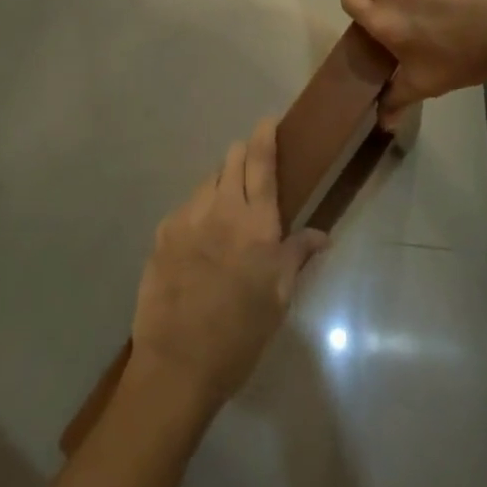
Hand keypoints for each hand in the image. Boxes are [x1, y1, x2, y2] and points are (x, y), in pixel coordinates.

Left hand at [129, 119, 327, 413]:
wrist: (177, 365)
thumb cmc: (240, 335)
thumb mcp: (279, 298)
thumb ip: (297, 256)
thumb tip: (322, 234)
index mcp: (256, 224)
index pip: (261, 162)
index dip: (265, 135)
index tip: (267, 121)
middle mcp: (221, 209)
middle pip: (232, 160)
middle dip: (243, 155)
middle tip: (252, 168)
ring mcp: (187, 217)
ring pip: (208, 181)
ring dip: (221, 184)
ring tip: (227, 209)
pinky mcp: (163, 232)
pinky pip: (187, 206)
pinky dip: (199, 209)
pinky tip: (201, 237)